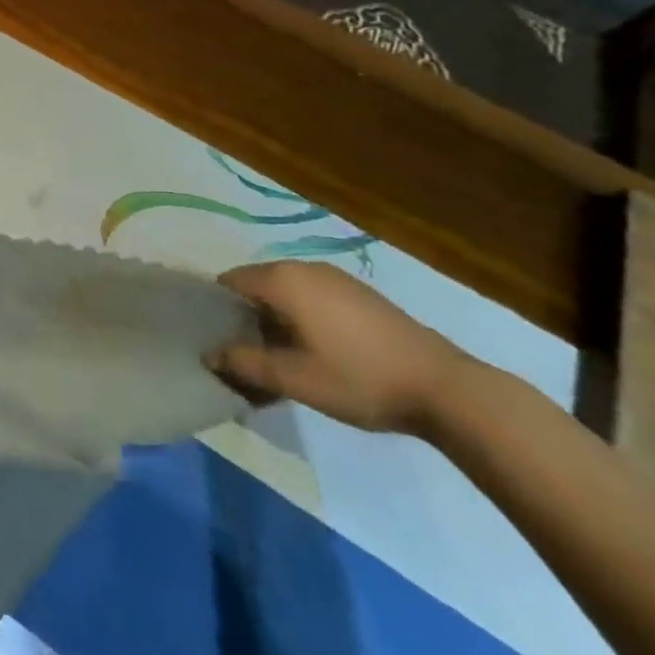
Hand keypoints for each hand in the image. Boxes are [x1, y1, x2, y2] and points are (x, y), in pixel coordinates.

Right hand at [207, 261, 472, 435]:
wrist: (445, 388)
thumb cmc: (359, 378)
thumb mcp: (295, 378)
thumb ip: (245, 363)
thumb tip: (208, 353)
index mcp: (282, 279)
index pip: (230, 282)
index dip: (217, 309)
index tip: (217, 340)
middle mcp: (303, 267)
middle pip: (256, 286)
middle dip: (246, 318)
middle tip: (246, 357)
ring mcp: (335, 278)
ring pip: (286, 293)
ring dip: (275, 320)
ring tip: (281, 360)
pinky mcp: (359, 294)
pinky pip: (312, 297)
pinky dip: (301, 318)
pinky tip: (316, 352)